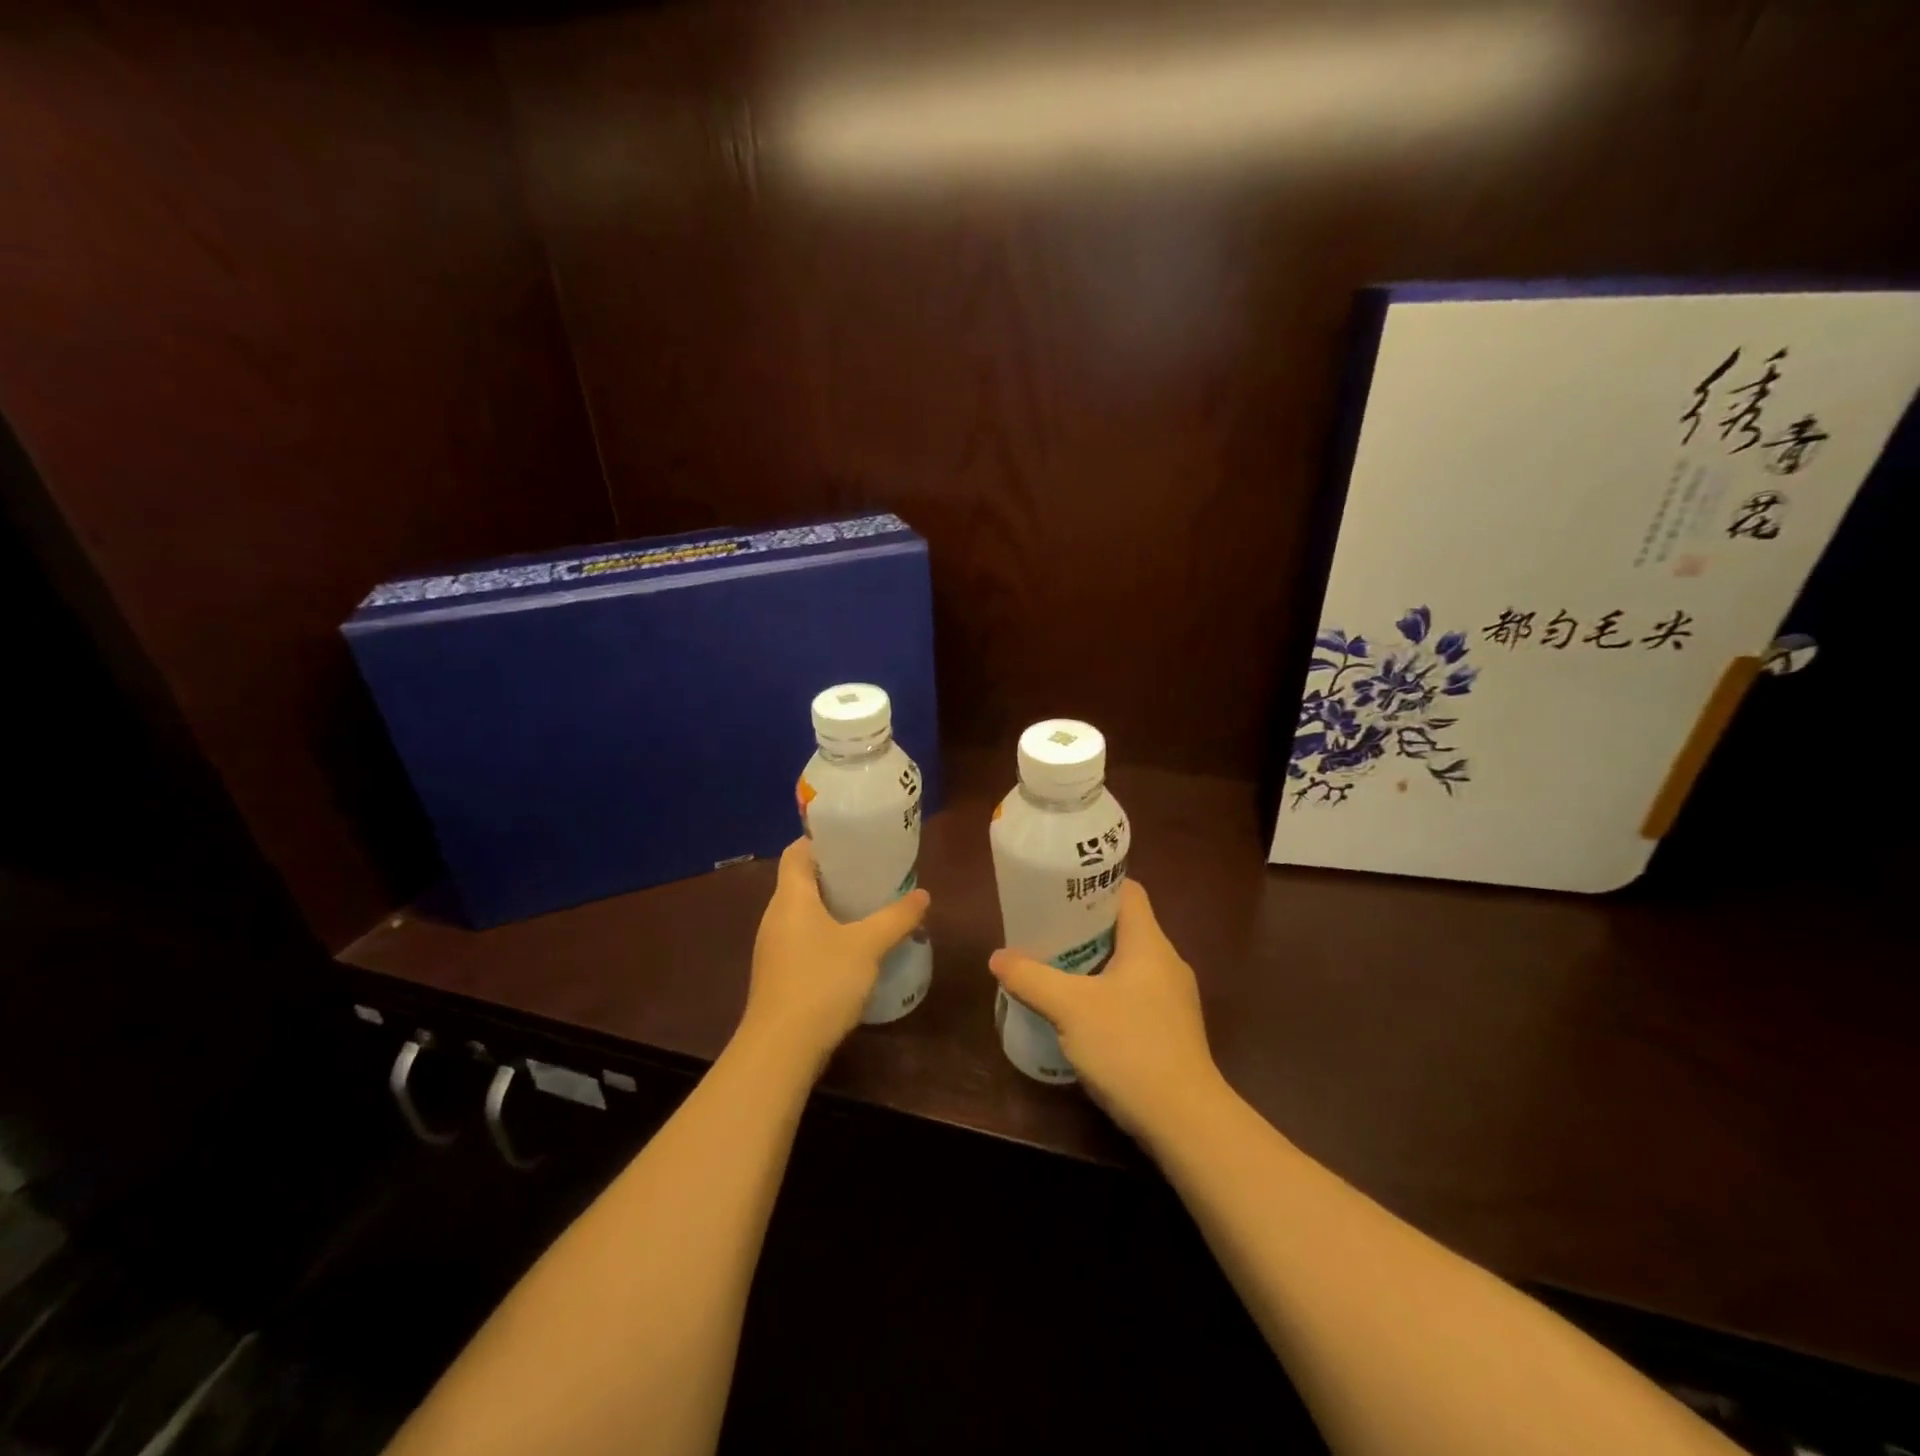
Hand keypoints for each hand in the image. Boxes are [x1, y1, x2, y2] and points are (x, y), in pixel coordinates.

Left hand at [739, 838, 930, 1075]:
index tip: (853, 840)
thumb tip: (923, 895)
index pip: (796, 852)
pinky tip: (853, 948)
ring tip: (868, 907)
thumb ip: (896, 918)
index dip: (821, 840)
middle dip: (835, 875)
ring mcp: (773, 947)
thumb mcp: (867, 945)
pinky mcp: (778, 974)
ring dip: (832, 907)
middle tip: (872, 873)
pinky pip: (803, 939)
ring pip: (803, 913)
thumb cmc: (822, 982)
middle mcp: (775, 916)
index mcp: (790, 897)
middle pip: (801, 881)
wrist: (781, 1049)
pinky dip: (826, 934)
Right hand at [988, 880, 1222, 1141]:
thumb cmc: (1129, 1047)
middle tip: (1046, 931)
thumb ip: (1031, 978)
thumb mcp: (1070, 1009)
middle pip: (1125, 927)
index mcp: (1149, 943)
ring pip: (1128, 964)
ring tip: (1056, 969)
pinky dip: (1106, 993)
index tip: (1060, 891)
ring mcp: (1173, 999)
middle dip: (1084, 927)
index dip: (1095, 885)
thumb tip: (997, 958)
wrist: (1185, 1121)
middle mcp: (1166, 963)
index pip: (1128, 892)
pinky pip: (1134, 994)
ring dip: (1093, 962)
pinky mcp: (1171, 1030)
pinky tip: (1080, 1014)